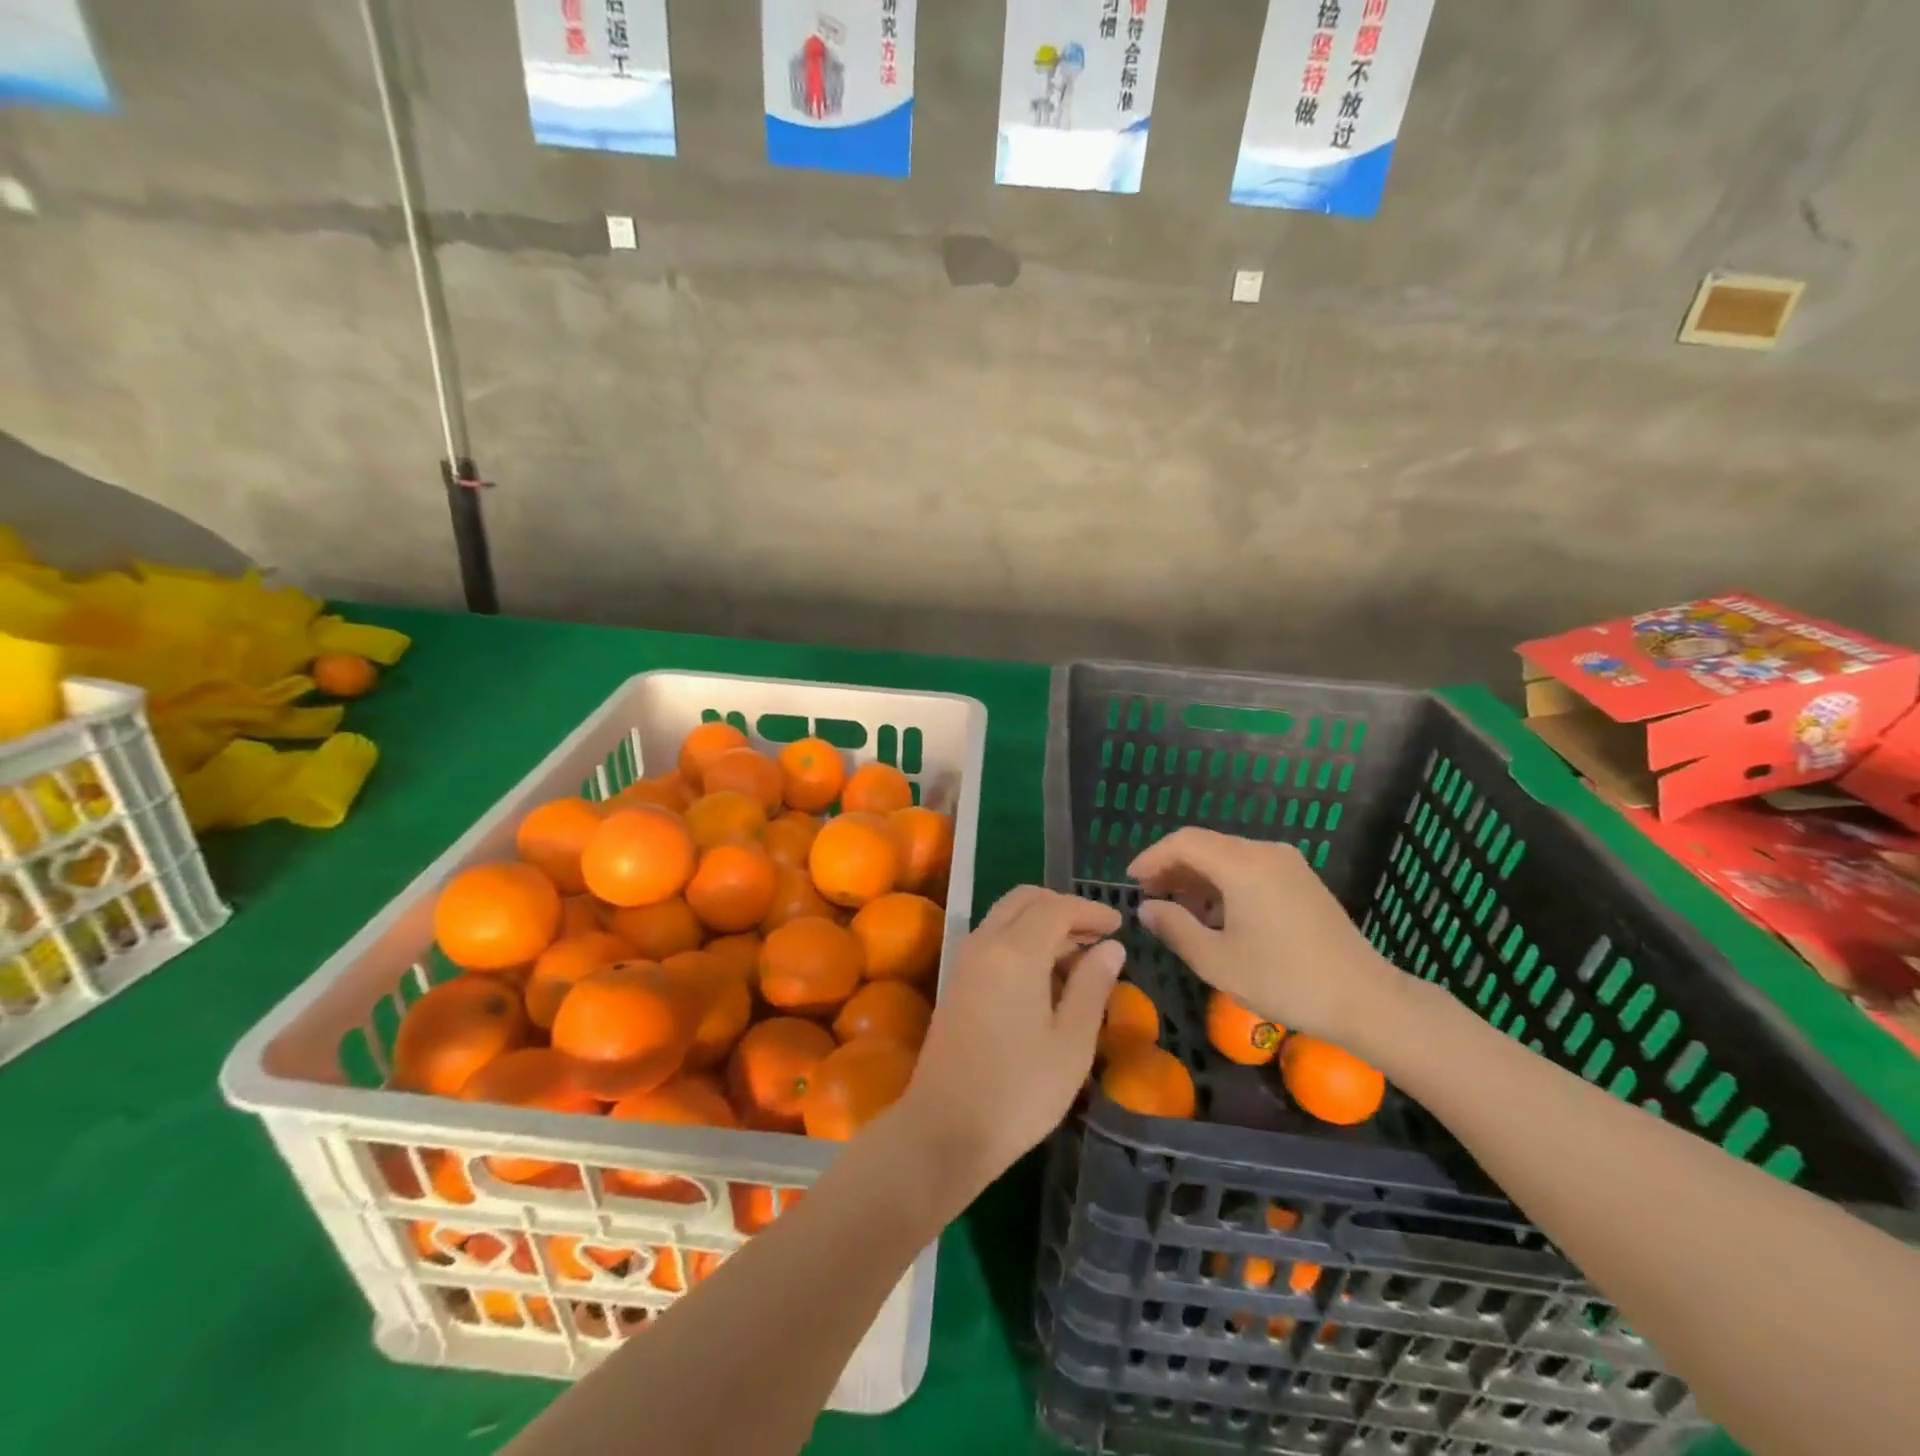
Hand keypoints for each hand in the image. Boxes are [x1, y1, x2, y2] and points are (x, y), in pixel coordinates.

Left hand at [897, 886, 1123, 1199]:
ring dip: (1041, 922)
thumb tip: (1110, 947)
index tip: (1119, 923)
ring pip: (1006, 917)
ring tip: (1079, 955)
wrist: (944, 1130)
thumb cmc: (1019, 1091)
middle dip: (1063, 907)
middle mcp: (985, 943)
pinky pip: (993, 938)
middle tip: (1097, 934)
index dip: (1090, 910)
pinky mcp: (957, 982)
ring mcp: (965, 961)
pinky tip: (1046, 975)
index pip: (1056, 908)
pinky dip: (1022, 938)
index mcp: (1015, 951)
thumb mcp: (1071, 1044)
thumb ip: (1091, 986)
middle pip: (1024, 900)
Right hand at [1127, 827, 1401, 1044]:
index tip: (1131, 881)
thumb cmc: (1285, 981)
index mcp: (1242, 865)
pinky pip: (1250, 867)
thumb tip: (1147, 908)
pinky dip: (1223, 882)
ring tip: (1178, 909)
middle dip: (1172, 867)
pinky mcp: (1302, 880)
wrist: (1366, 999)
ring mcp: (1288, 864)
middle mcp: (1265, 852)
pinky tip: (1216, 914)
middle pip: (1205, 845)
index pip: (1183, 842)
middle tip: (1149, 897)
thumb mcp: (1217, 962)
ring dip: (1197, 876)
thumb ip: (1175, 928)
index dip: (1151, 857)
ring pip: (1227, 856)